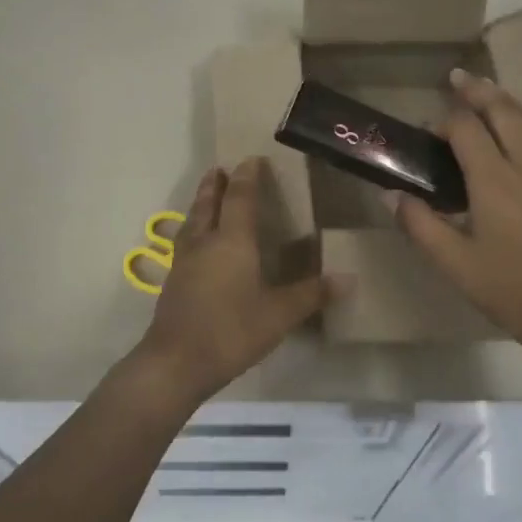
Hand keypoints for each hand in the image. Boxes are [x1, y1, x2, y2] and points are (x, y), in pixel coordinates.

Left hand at [134, 158, 343, 405]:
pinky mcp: (173, 282)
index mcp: (232, 241)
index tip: (253, 159)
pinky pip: (184, 242)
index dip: (248, 177)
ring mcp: (183, 262)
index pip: (241, 198)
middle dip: (216, 185)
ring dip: (201, 204)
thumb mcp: (279, 315)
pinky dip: (192, 229)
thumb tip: (347, 279)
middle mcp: (205, 242)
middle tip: (221, 169)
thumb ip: (311, 294)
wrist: (175, 363)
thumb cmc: (231, 332)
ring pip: (192, 221)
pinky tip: (196, 243)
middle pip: (209, 203)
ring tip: (207, 196)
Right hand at [387, 69, 521, 367]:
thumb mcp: (453, 262)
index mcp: (494, 180)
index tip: (425, 132)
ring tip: (486, 92)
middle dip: (478, 91)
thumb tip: (390, 194)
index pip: (467, 129)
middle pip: (503, 110)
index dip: (444, 122)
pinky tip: (521, 129)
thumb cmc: (509, 288)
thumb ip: (419, 224)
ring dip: (506, 100)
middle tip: (456, 78)